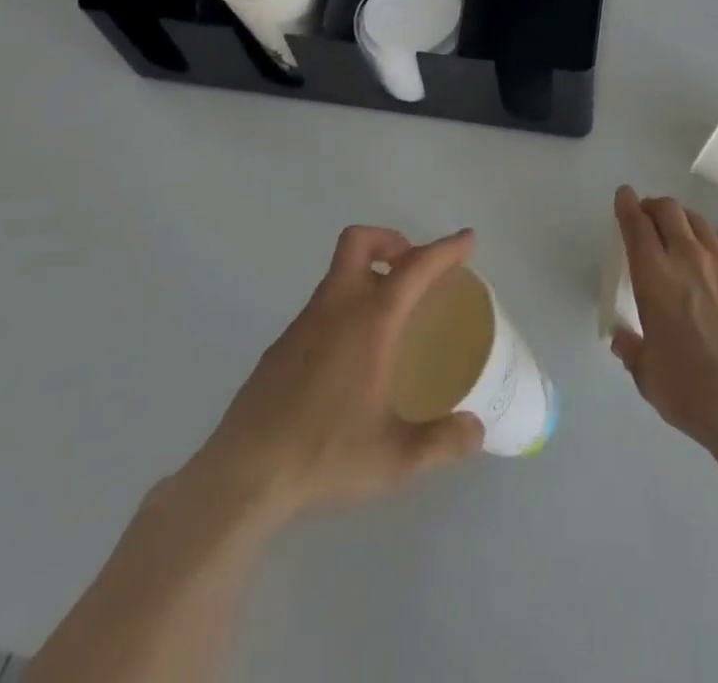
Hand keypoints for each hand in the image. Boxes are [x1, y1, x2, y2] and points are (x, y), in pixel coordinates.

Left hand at [183, 226, 484, 531]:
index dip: (444, 249)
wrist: (242, 479)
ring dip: (367, 275)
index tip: (467, 239)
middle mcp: (335, 309)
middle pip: (360, 242)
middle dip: (392, 241)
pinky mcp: (280, 347)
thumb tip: (475, 431)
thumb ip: (441, 443)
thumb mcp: (394, 459)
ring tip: (391, 318)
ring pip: (338, 273)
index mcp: (369, 322)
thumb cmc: (324, 456)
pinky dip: (345, 308)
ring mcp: (302, 325)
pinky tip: (352, 358)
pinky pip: (322, 306)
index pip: (414, 268)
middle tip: (415, 271)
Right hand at [609, 186, 717, 453]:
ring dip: (682, 218)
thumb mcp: (647, 375)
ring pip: (698, 221)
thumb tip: (622, 338)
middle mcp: (687, 258)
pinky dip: (711, 236)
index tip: (624, 195)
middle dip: (653, 206)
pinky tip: (712, 251)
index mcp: (654, 277)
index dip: (626, 205)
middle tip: (648, 216)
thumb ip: (631, 349)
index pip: (635, 225)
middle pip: (668, 211)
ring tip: (679, 230)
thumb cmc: (690, 390)